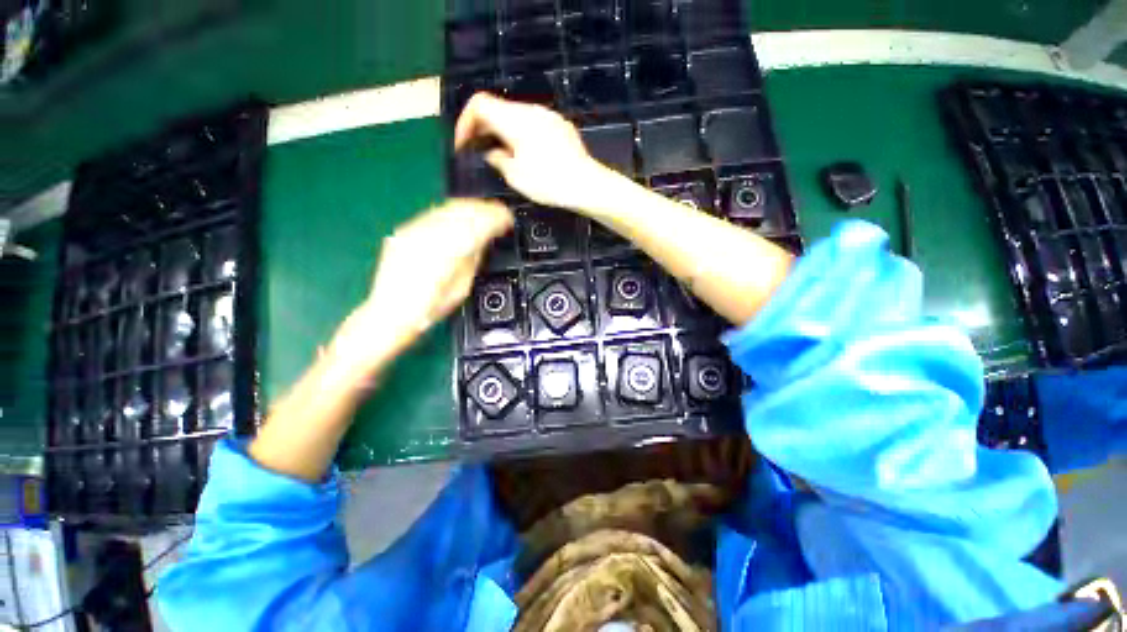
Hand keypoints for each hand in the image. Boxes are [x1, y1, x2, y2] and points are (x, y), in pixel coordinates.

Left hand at [329, 199, 513, 375]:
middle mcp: (430, 235)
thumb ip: (473, 258)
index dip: (497, 218)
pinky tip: (460, 217)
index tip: (508, 219)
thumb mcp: (462, 286)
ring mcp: (414, 231)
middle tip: (500, 213)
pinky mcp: (405, 231)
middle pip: (463, 210)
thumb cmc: (431, 307)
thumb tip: (483, 240)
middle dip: (485, 209)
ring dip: (470, 208)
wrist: (392, 312)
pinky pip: (434, 214)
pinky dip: (452, 213)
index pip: (478, 224)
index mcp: (448, 251)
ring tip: (484, 211)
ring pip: (448, 208)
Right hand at [454, 93, 610, 210]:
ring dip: (503, 132)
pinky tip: (526, 155)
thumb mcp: (515, 176)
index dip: (465, 122)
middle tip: (478, 152)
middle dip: (484, 128)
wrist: (587, 184)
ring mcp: (548, 117)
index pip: (479, 104)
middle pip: (498, 109)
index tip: (463, 145)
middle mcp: (531, 110)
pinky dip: (522, 135)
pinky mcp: (561, 127)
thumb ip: (498, 159)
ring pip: (517, 117)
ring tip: (501, 156)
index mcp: (515, 119)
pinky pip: (534, 124)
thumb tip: (493, 153)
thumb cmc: (549, 182)